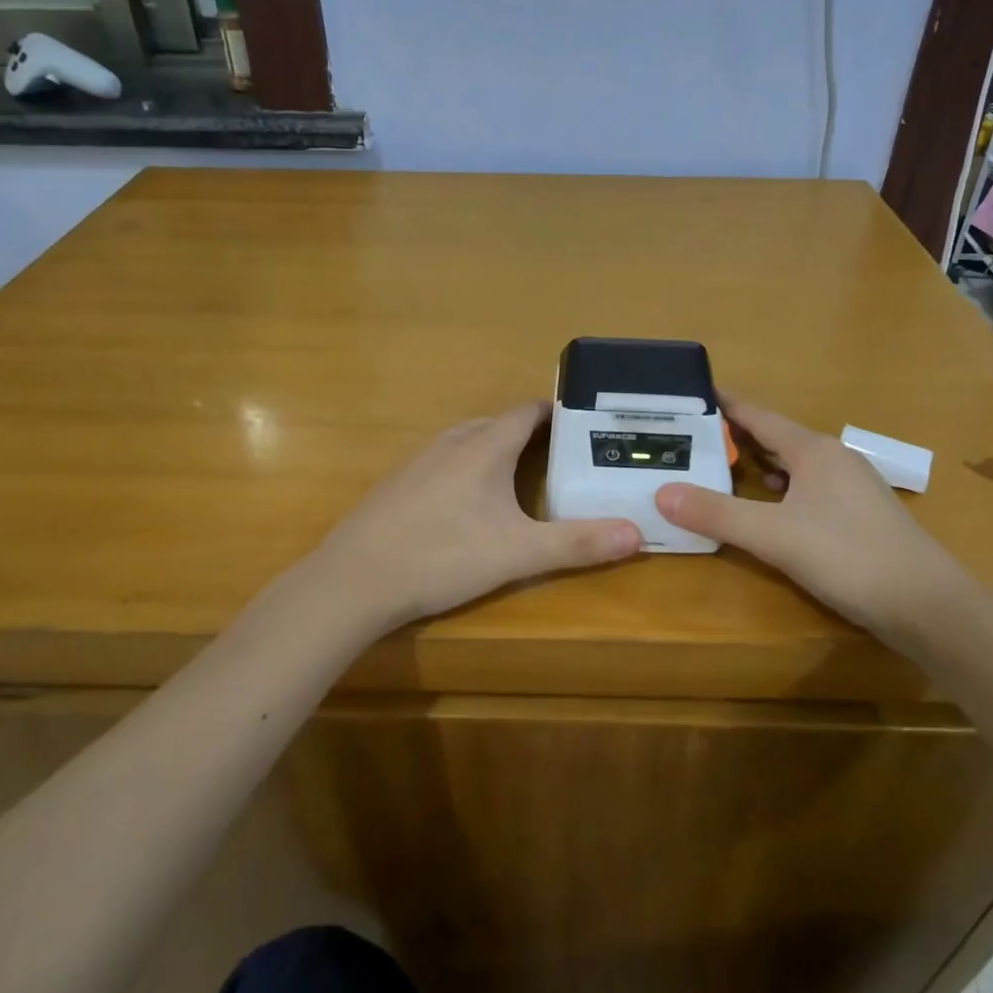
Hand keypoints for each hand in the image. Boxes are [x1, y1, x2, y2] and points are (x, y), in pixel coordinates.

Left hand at [311, 402, 642, 628]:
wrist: (354, 580)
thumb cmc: (442, 556)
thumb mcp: (518, 554)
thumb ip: (577, 544)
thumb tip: (638, 534)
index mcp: (484, 446)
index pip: (527, 412)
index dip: (556, 413)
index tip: (584, 424)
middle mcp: (451, 442)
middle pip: (498, 424)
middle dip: (530, 434)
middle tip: (562, 457)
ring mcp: (418, 461)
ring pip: (467, 442)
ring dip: (495, 450)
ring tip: (521, 477)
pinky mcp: (397, 484)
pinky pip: (443, 462)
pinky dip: (466, 469)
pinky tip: (467, 504)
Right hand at [655, 397, 969, 644]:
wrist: (929, 606)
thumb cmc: (850, 557)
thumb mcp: (774, 536)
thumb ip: (717, 514)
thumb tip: (660, 493)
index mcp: (813, 450)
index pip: (758, 415)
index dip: (724, 404)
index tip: (689, 394)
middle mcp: (833, 459)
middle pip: (775, 437)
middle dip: (734, 435)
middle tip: (690, 437)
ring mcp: (850, 487)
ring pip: (793, 464)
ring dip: (757, 463)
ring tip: (718, 466)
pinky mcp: (858, 516)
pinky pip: (807, 488)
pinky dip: (779, 489)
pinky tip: (768, 506)